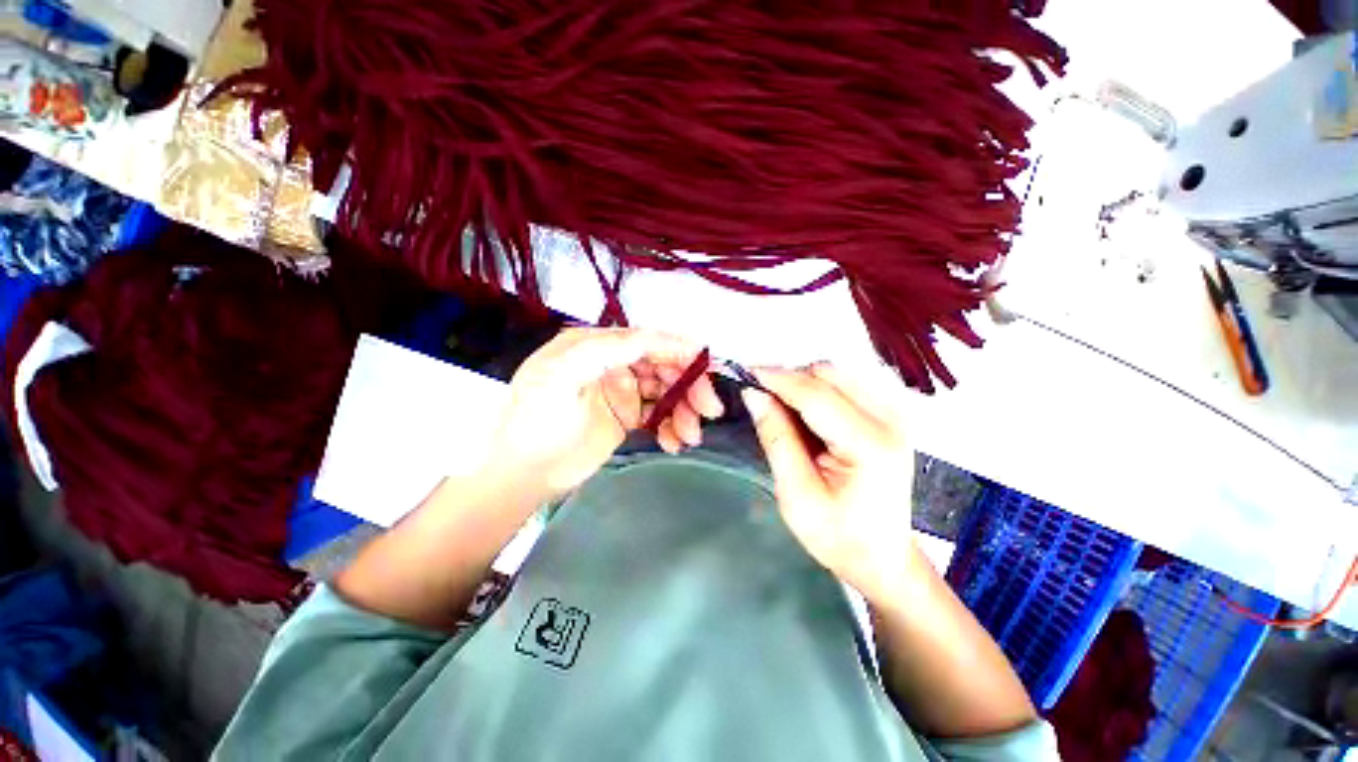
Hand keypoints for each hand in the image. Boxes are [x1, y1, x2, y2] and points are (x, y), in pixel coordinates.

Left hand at [489, 327, 722, 499]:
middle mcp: (612, 363)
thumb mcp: (559, 377)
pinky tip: (674, 443)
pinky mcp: (627, 417)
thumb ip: (603, 351)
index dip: (676, 348)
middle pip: (662, 365)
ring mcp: (622, 391)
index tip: (704, 363)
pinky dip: (672, 426)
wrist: (522, 475)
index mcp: (594, 346)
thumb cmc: (533, 422)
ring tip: (690, 436)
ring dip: (684, 410)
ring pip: (666, 391)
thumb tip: (651, 337)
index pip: (644, 340)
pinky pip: (660, 414)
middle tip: (709, 409)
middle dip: (688, 384)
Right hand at [742, 364, 917, 602]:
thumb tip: (754, 394)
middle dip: (789, 378)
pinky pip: (844, 385)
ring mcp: (893, 414)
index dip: (777, 379)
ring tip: (777, 404)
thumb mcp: (796, 495)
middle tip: (759, 395)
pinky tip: (801, 411)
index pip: (816, 395)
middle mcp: (890, 420)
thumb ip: (776, 439)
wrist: (883, 556)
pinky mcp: (887, 415)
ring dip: (801, 382)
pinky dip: (816, 390)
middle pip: (829, 374)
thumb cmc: (838, 537)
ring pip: (836, 374)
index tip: (744, 373)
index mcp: (870, 445)